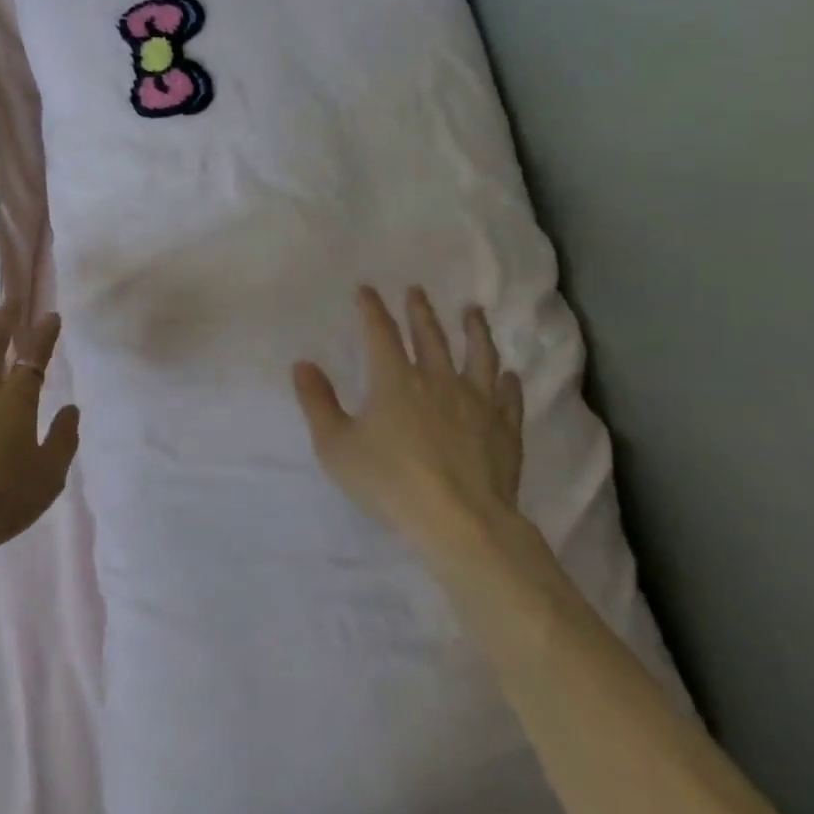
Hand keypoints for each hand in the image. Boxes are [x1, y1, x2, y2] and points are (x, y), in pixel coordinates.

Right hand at [293, 286, 525, 555]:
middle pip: (430, 336)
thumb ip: (317, 402)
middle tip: (418, 291)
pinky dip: (508, 381)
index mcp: (394, 380)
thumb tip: (303, 364)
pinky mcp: (505, 429)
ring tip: (473, 311)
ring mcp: (477, 402)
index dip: (372, 308)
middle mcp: (437, 380)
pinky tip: (509, 374)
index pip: (381, 332)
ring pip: (478, 355)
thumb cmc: (390, 483)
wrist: (461, 523)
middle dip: (421, 311)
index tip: (366, 290)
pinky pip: (508, 396)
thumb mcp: (336, 446)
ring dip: (474, 330)